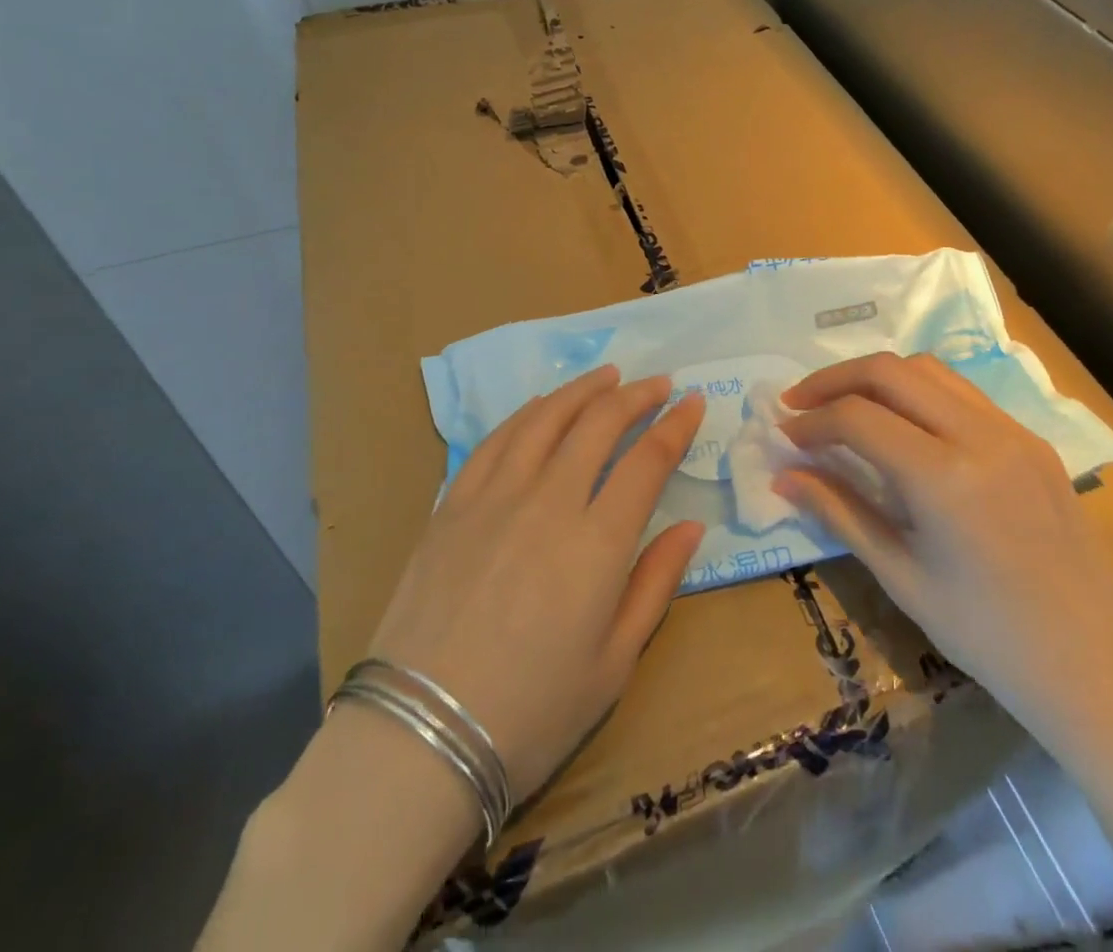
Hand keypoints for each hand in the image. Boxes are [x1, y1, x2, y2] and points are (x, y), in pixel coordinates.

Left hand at [366, 365, 705, 801]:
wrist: (420, 736)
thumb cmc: (532, 712)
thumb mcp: (614, 663)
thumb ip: (656, 584)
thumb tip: (691, 527)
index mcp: (596, 544)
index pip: (647, 461)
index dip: (675, 426)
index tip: (691, 403)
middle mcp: (548, 502)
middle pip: (598, 424)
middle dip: (635, 395)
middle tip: (656, 383)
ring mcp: (495, 497)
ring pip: (546, 419)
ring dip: (582, 390)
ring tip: (606, 376)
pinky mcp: (453, 503)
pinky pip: (496, 440)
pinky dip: (527, 413)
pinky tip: (542, 406)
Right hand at [775, 352, 1112, 753]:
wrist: (1091, 665)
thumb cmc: (985, 635)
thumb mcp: (900, 574)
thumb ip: (839, 511)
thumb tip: (784, 476)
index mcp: (944, 478)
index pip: (858, 418)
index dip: (812, 420)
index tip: (784, 434)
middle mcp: (980, 436)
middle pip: (890, 371)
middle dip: (835, 379)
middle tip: (800, 403)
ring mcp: (1014, 431)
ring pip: (929, 370)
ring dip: (878, 377)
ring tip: (844, 404)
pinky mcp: (1032, 439)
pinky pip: (963, 393)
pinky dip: (918, 392)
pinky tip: (901, 423)